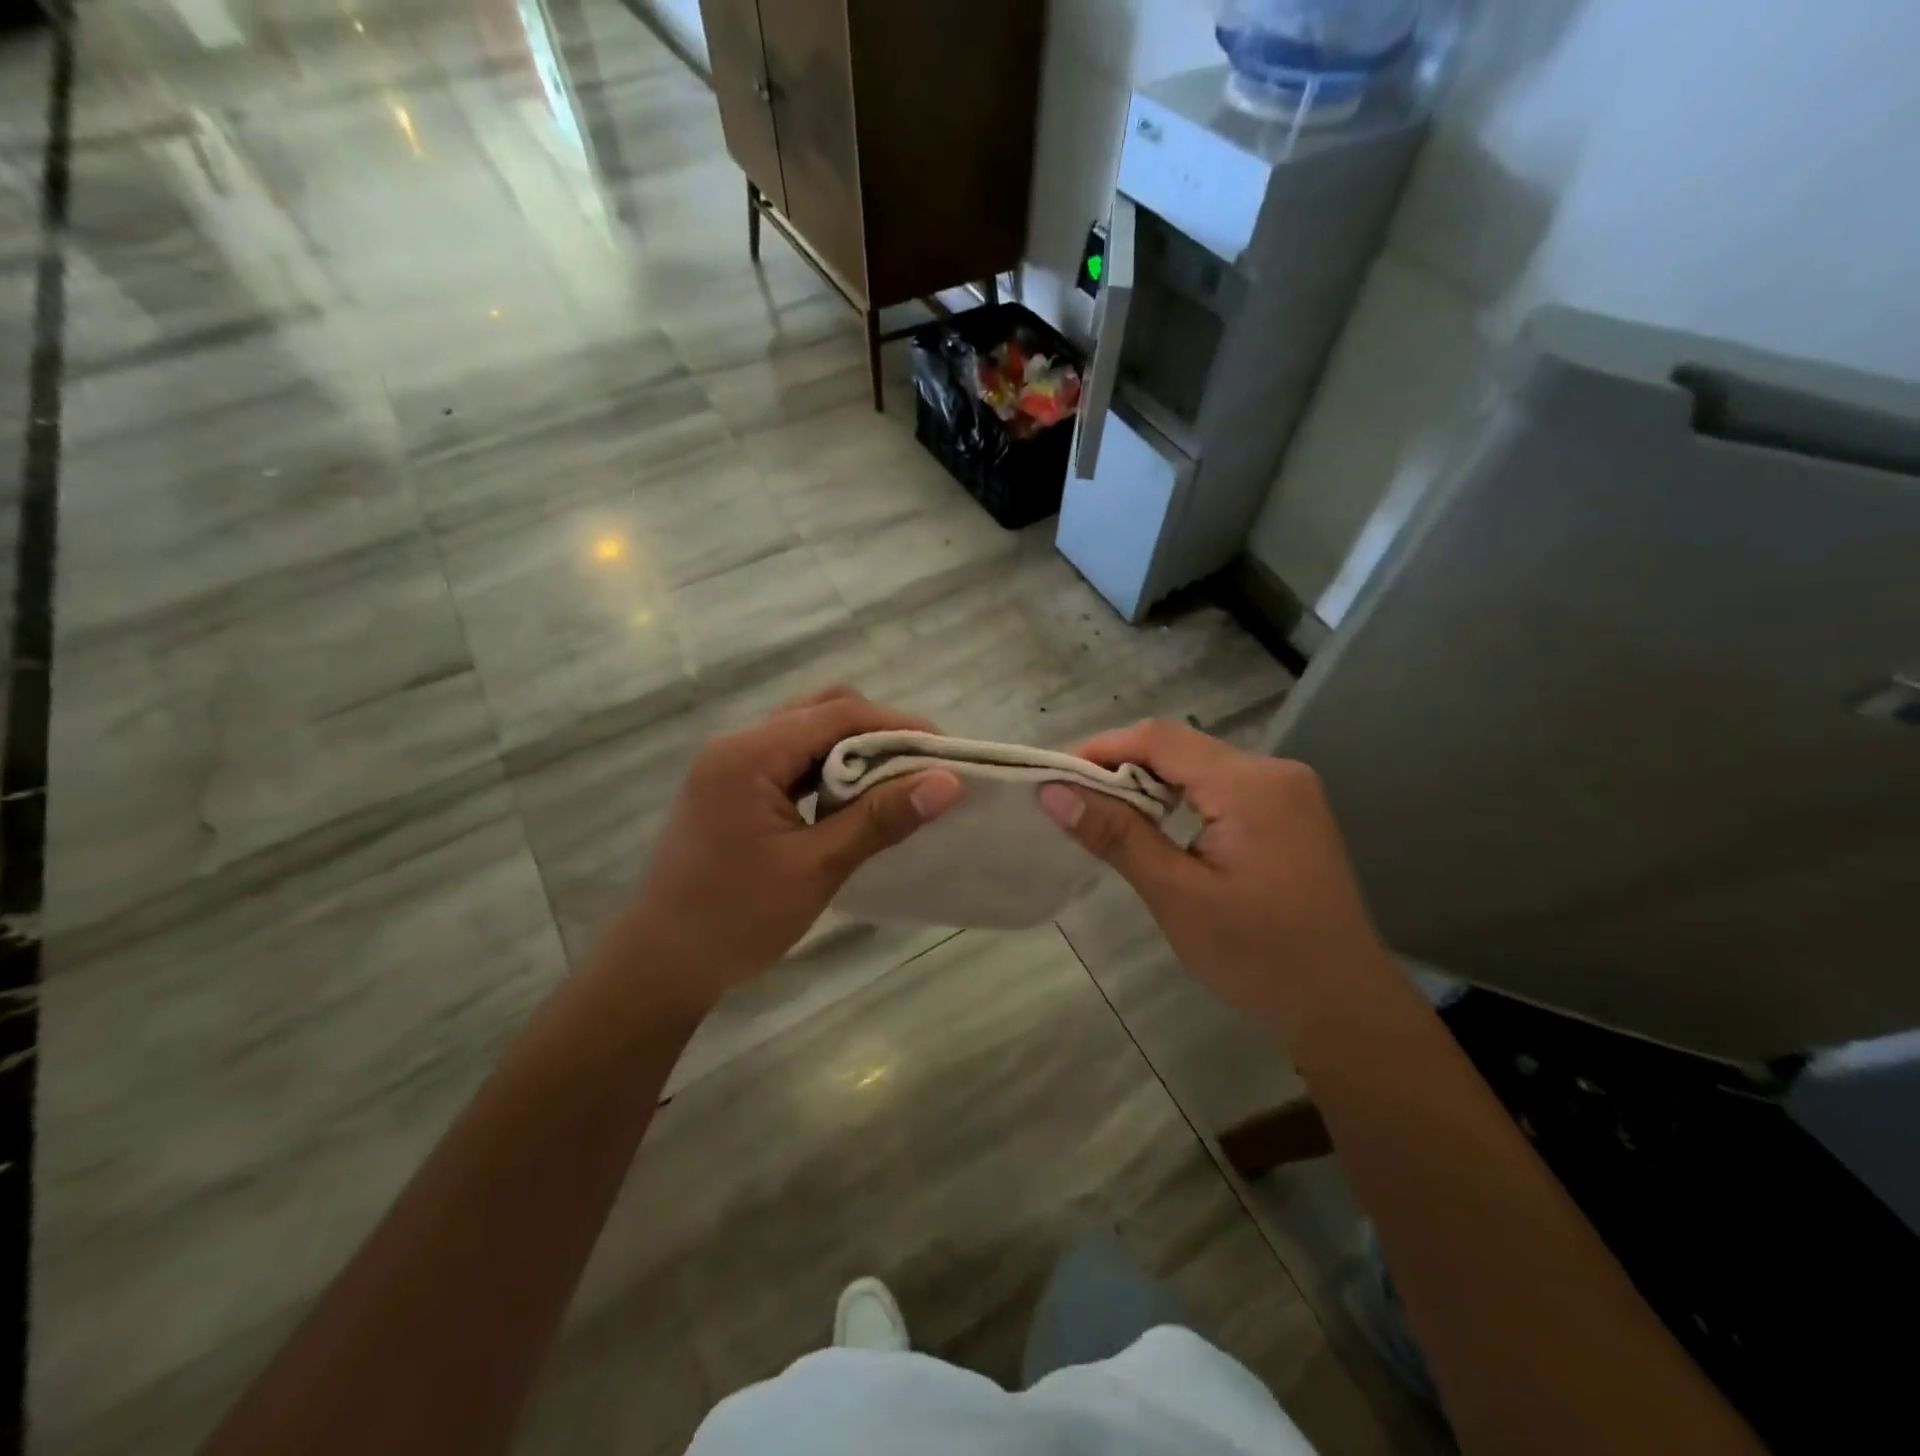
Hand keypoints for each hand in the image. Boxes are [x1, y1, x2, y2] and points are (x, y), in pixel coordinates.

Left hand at [624, 688, 963, 1010]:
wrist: (660, 965)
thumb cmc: (737, 918)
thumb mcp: (817, 868)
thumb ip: (881, 819)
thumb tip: (948, 783)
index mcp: (749, 754)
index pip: (837, 713)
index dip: (897, 726)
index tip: (944, 752)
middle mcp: (737, 745)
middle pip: (821, 711)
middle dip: (877, 733)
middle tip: (920, 769)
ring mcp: (730, 765)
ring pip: (806, 733)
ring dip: (853, 751)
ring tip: (896, 784)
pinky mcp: (732, 787)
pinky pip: (790, 760)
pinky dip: (827, 770)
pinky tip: (853, 801)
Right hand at [1038, 720, 1388, 1034]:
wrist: (1344, 1007)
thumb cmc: (1258, 956)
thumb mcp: (1176, 895)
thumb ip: (1116, 835)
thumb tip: (1053, 792)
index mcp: (1250, 784)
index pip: (1160, 739)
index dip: (1101, 748)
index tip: (1054, 775)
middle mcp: (1274, 772)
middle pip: (1181, 747)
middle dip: (1122, 765)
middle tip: (1073, 798)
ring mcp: (1289, 791)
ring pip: (1201, 766)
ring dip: (1150, 782)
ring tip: (1105, 813)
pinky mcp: (1290, 814)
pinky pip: (1223, 787)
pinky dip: (1181, 798)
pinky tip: (1156, 825)